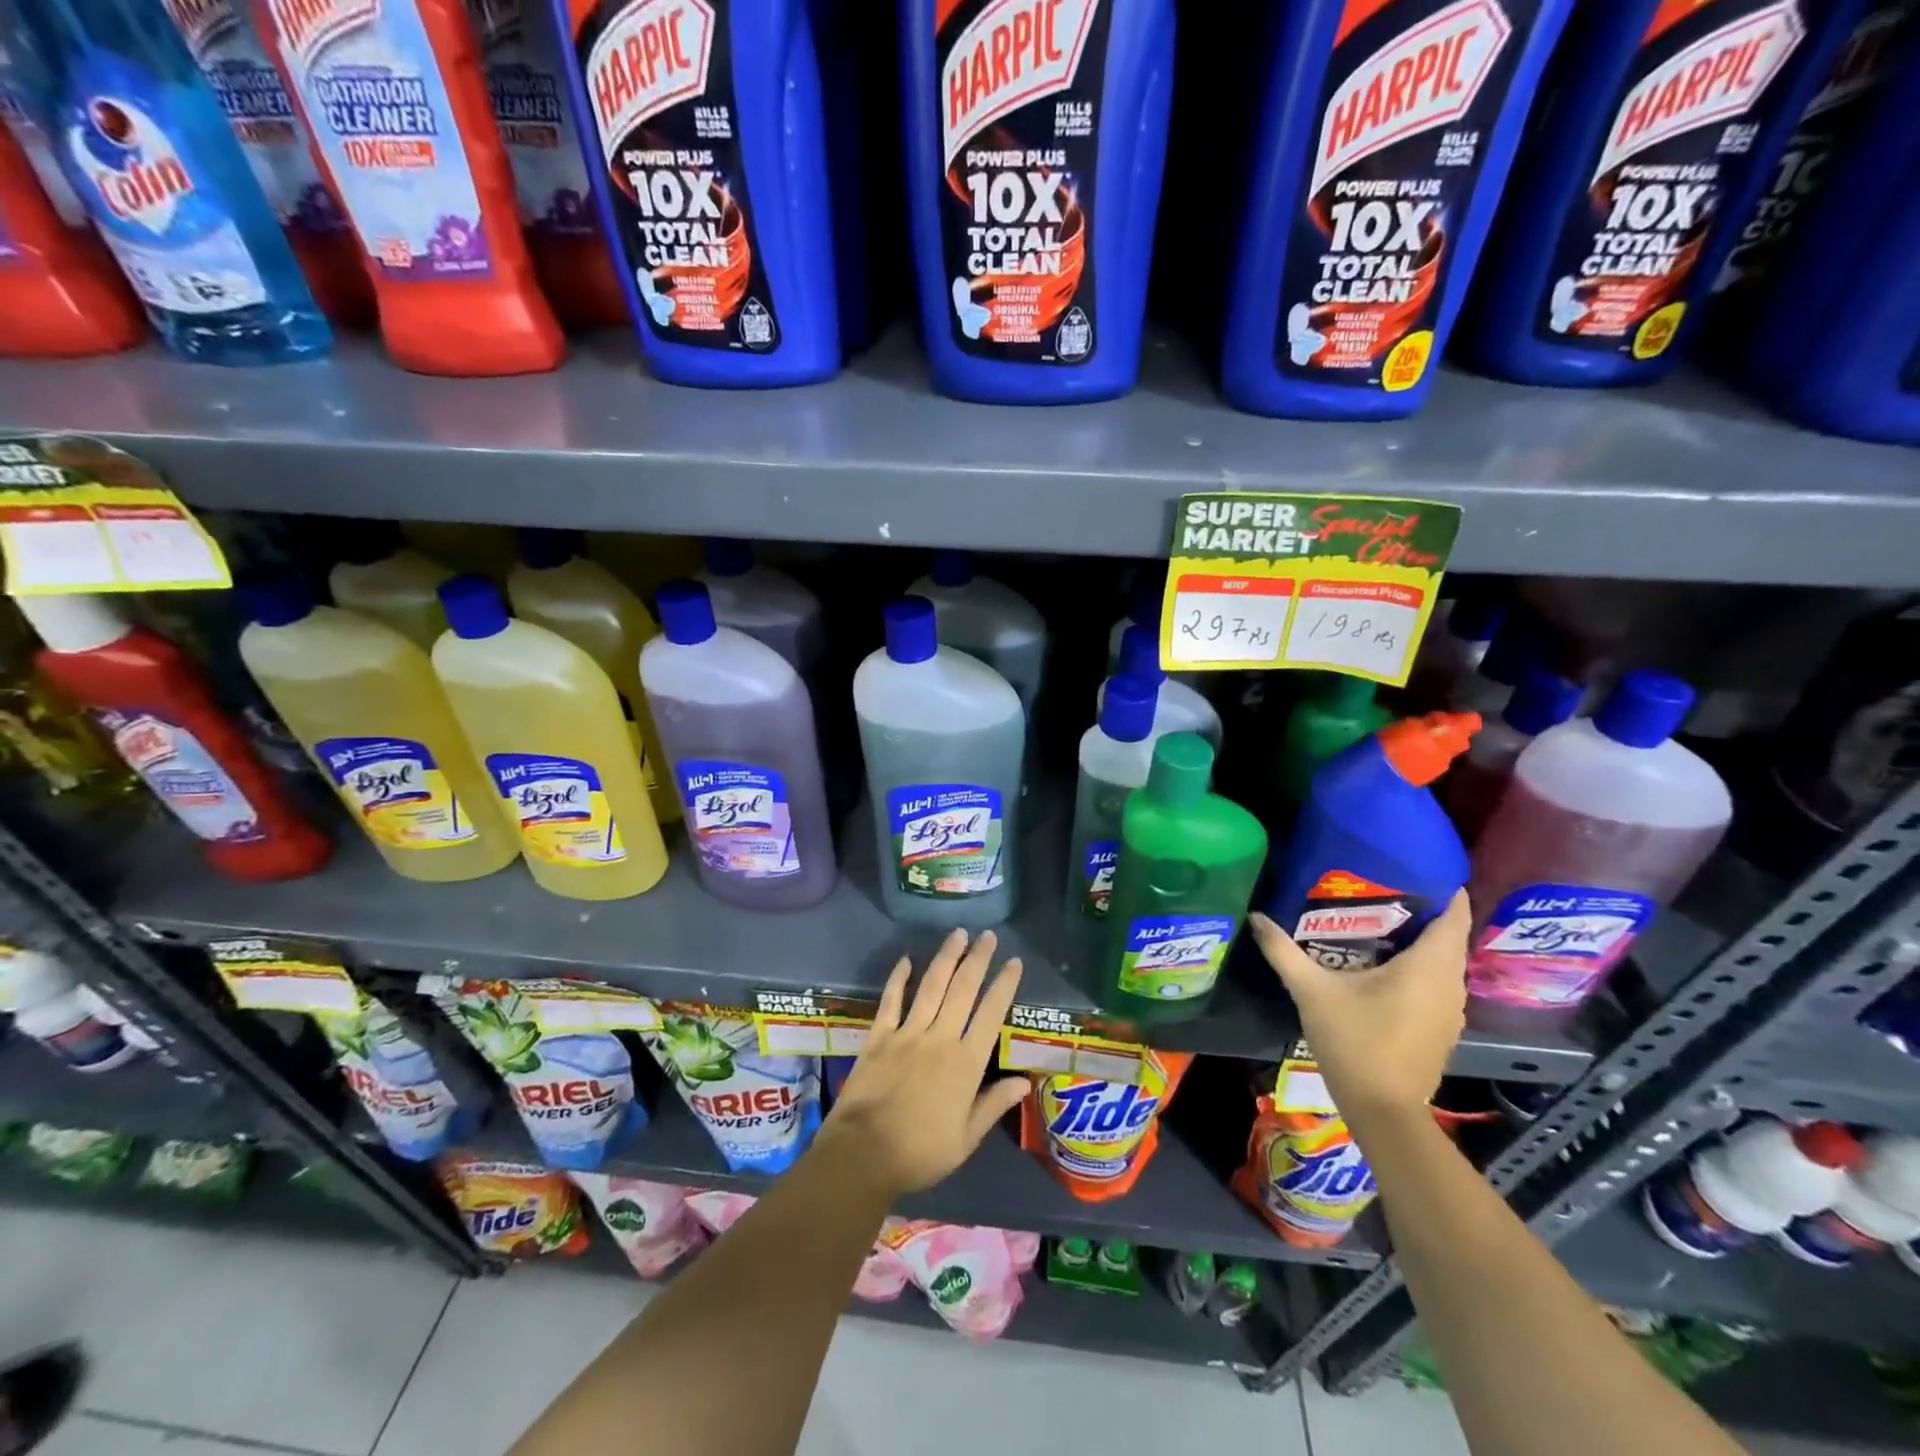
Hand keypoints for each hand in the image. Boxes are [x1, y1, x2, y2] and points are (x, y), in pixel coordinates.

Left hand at [821, 929, 1029, 1196]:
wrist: (864, 1154)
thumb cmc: (921, 1153)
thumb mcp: (966, 1139)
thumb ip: (994, 1104)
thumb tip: (1025, 1081)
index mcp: (965, 1064)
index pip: (991, 1014)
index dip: (1004, 985)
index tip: (1014, 962)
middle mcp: (940, 1039)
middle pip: (963, 990)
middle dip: (978, 960)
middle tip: (988, 936)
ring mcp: (907, 1034)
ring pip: (931, 987)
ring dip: (946, 958)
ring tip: (958, 934)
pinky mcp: (879, 1037)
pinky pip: (891, 1001)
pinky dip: (899, 978)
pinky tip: (907, 959)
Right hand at [1248, 890, 1469, 1124]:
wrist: (1382, 1110)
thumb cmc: (1354, 1041)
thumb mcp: (1311, 991)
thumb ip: (1283, 951)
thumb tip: (1256, 916)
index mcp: (1429, 967)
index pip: (1454, 915)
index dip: (1445, 889)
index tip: (1416, 867)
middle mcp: (1450, 984)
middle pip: (1449, 936)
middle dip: (1425, 911)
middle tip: (1383, 888)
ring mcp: (1452, 1010)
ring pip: (1445, 962)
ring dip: (1423, 941)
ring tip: (1381, 921)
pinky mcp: (1443, 1028)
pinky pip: (1439, 983)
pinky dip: (1421, 967)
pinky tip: (1386, 966)